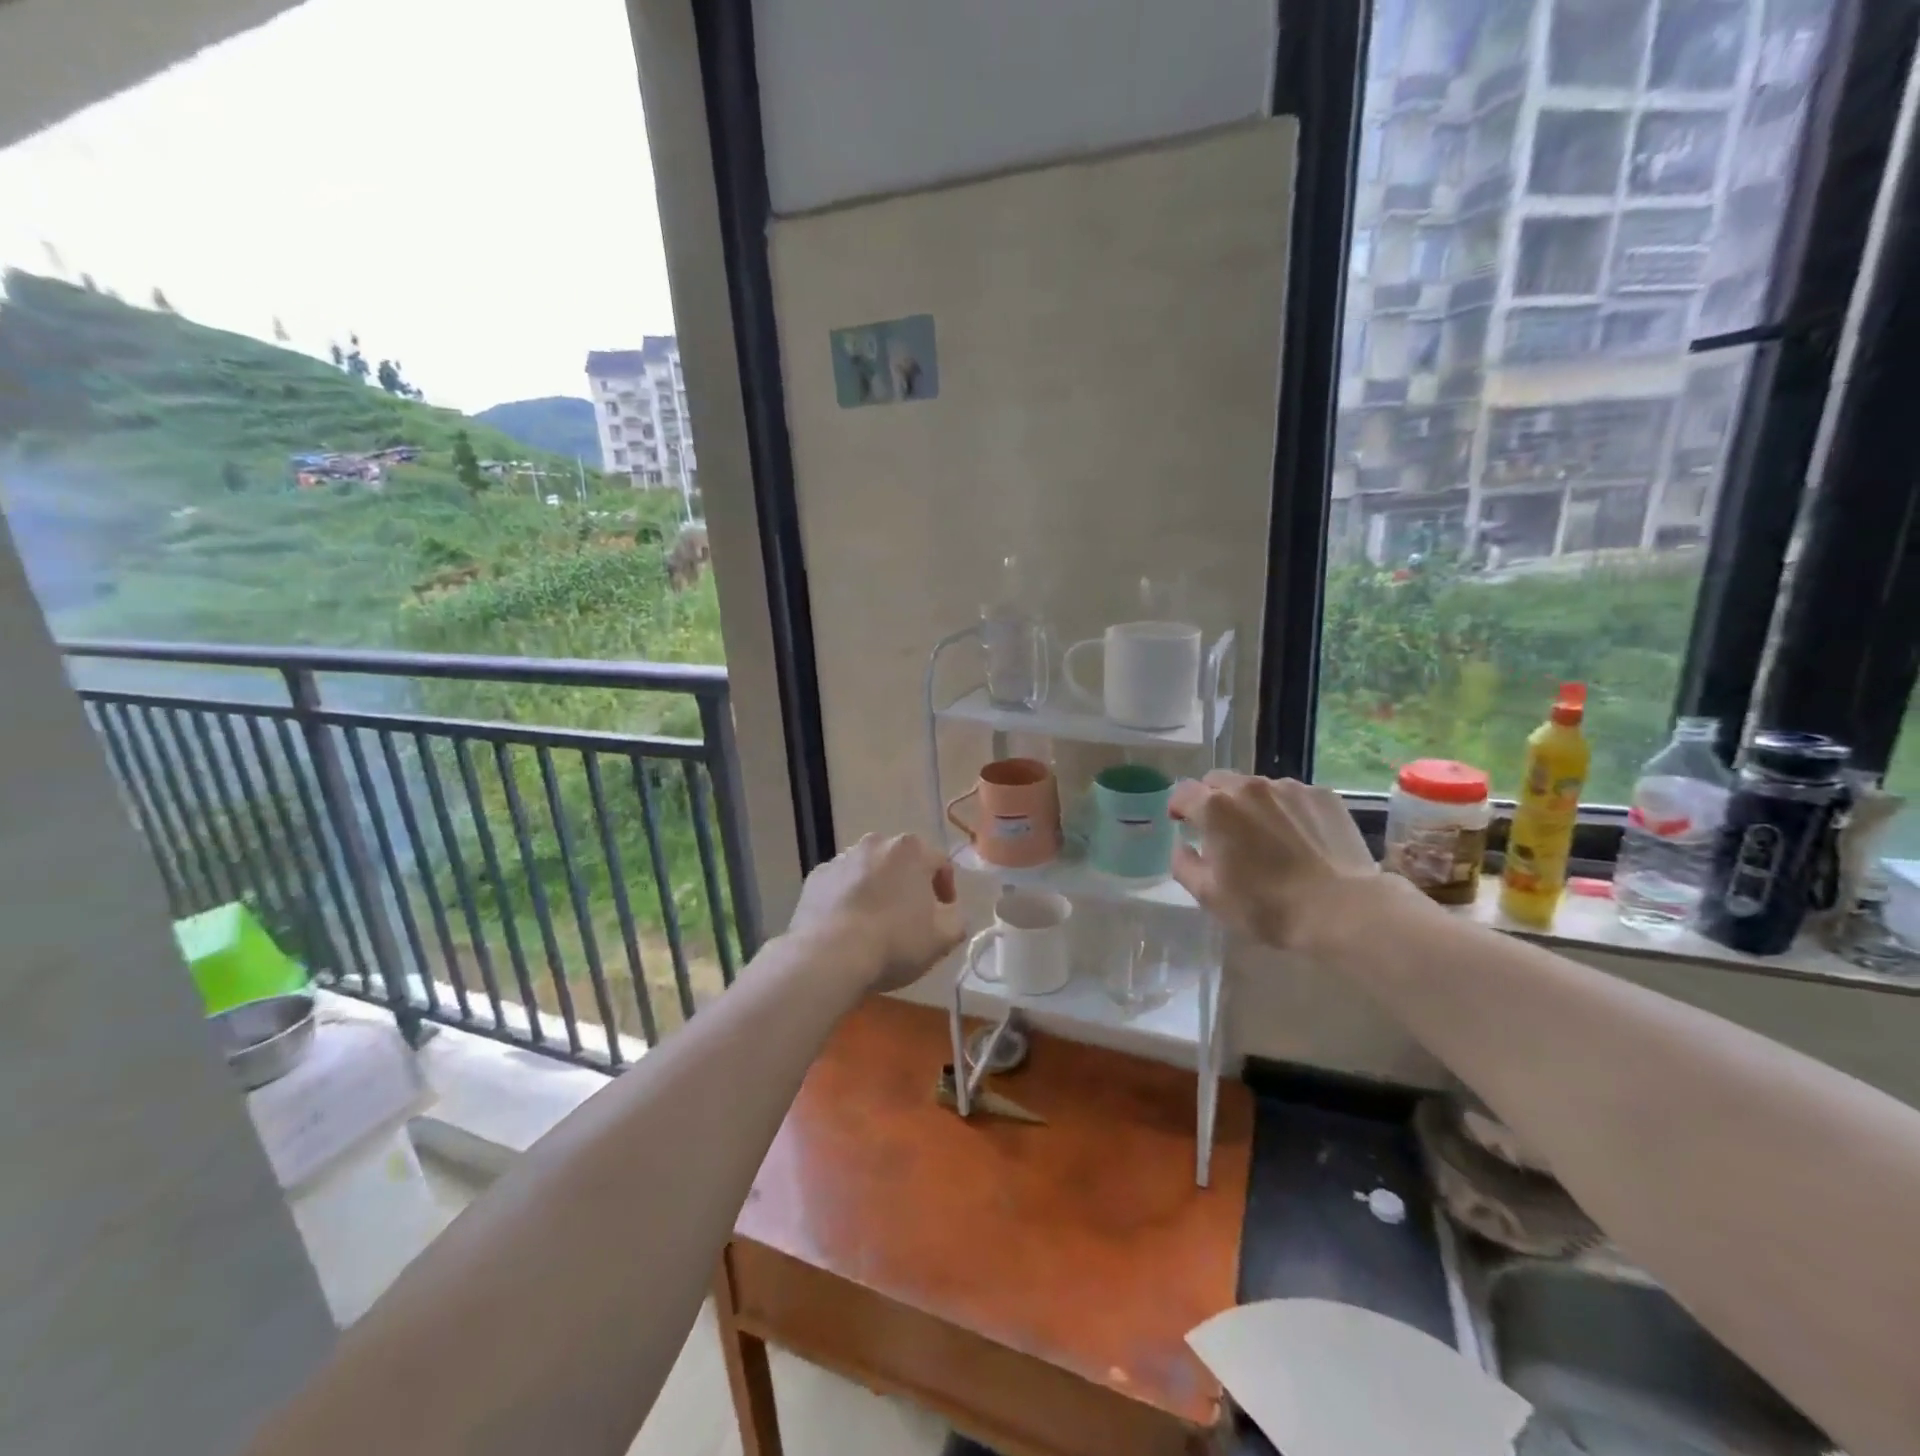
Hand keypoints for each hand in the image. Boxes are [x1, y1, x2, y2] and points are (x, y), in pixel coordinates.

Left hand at [788, 833, 966, 992]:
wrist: (829, 956)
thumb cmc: (894, 942)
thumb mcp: (944, 937)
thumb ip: (957, 917)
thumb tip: (950, 910)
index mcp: (911, 849)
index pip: (940, 863)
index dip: (946, 889)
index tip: (943, 914)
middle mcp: (876, 843)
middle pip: (902, 862)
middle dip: (908, 885)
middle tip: (910, 918)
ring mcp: (842, 857)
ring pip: (869, 870)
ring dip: (877, 889)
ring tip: (875, 923)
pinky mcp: (816, 876)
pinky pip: (840, 884)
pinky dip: (847, 897)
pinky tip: (848, 926)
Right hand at [1170, 772, 1400, 953]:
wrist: (1341, 909)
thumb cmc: (1266, 905)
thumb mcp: (1209, 895)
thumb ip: (1184, 864)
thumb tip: (1182, 846)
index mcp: (1215, 807)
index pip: (1184, 792)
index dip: (1179, 807)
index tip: (1182, 823)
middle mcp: (1249, 787)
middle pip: (1218, 781)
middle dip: (1212, 799)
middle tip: (1221, 829)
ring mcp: (1289, 788)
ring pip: (1257, 786)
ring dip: (1250, 803)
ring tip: (1263, 833)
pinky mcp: (1322, 795)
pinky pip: (1292, 795)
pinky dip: (1285, 809)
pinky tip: (1297, 836)